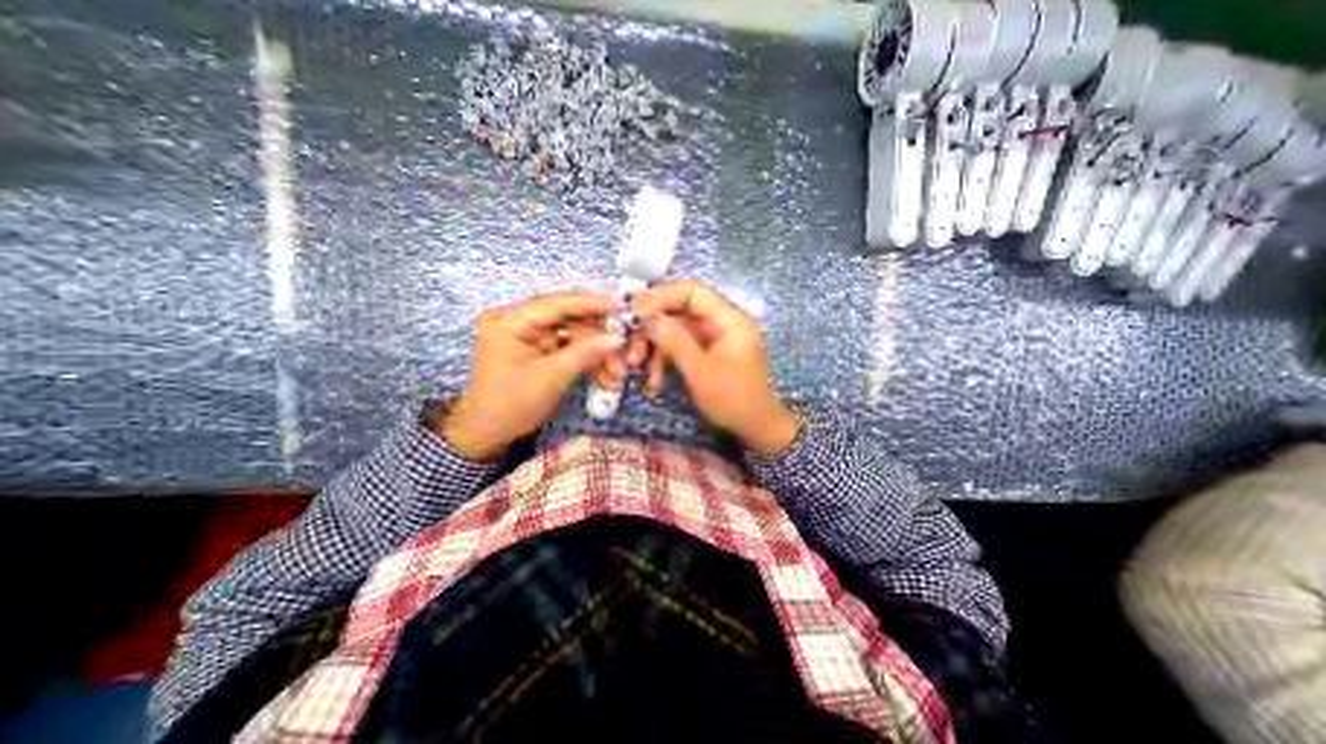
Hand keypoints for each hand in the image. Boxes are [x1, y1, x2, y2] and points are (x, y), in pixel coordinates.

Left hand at [435, 290, 621, 459]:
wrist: (491, 435)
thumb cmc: (512, 405)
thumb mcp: (551, 377)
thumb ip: (585, 352)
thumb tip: (618, 337)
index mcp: (509, 321)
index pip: (555, 303)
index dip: (591, 303)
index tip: (621, 306)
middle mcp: (520, 322)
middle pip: (569, 320)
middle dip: (599, 339)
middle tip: (624, 354)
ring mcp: (531, 337)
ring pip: (575, 336)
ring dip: (598, 354)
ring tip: (617, 374)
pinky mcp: (541, 351)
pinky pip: (571, 348)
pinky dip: (588, 361)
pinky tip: (606, 376)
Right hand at [632, 279, 796, 451]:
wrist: (754, 429)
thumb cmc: (733, 399)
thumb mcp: (700, 371)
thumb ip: (673, 340)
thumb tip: (645, 315)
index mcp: (729, 319)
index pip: (691, 292)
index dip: (660, 297)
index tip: (633, 311)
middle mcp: (720, 323)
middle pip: (679, 312)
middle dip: (652, 329)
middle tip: (631, 348)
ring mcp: (712, 339)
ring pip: (674, 331)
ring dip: (654, 348)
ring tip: (637, 368)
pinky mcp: (704, 354)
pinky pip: (678, 347)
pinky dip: (663, 361)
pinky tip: (653, 381)